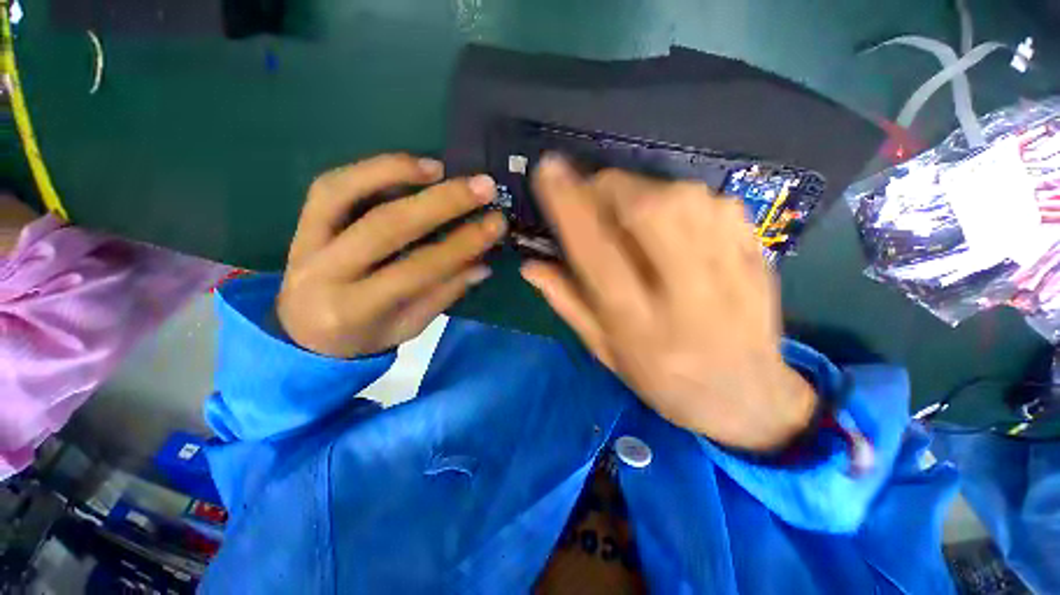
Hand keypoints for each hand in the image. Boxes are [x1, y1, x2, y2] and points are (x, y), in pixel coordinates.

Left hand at [277, 154, 505, 357]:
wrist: (306, 336)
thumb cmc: (366, 335)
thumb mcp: (410, 326)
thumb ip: (445, 293)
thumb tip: (483, 262)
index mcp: (355, 309)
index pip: (417, 269)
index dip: (460, 245)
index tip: (496, 224)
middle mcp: (324, 272)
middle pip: (385, 226)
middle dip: (441, 203)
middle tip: (482, 187)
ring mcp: (306, 242)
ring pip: (343, 193)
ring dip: (396, 173)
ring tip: (441, 168)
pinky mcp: (302, 224)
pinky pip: (331, 187)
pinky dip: (371, 170)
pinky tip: (409, 167)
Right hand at [521, 156, 815, 451]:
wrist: (749, 396)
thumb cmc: (663, 379)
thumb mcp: (605, 350)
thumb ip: (568, 303)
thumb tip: (530, 266)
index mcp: (639, 323)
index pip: (596, 252)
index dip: (568, 206)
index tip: (548, 170)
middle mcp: (686, 293)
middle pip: (646, 210)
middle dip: (611, 188)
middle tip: (595, 194)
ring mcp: (730, 269)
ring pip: (683, 197)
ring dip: (644, 191)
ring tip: (632, 214)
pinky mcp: (756, 254)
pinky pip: (714, 202)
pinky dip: (683, 200)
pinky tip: (676, 224)